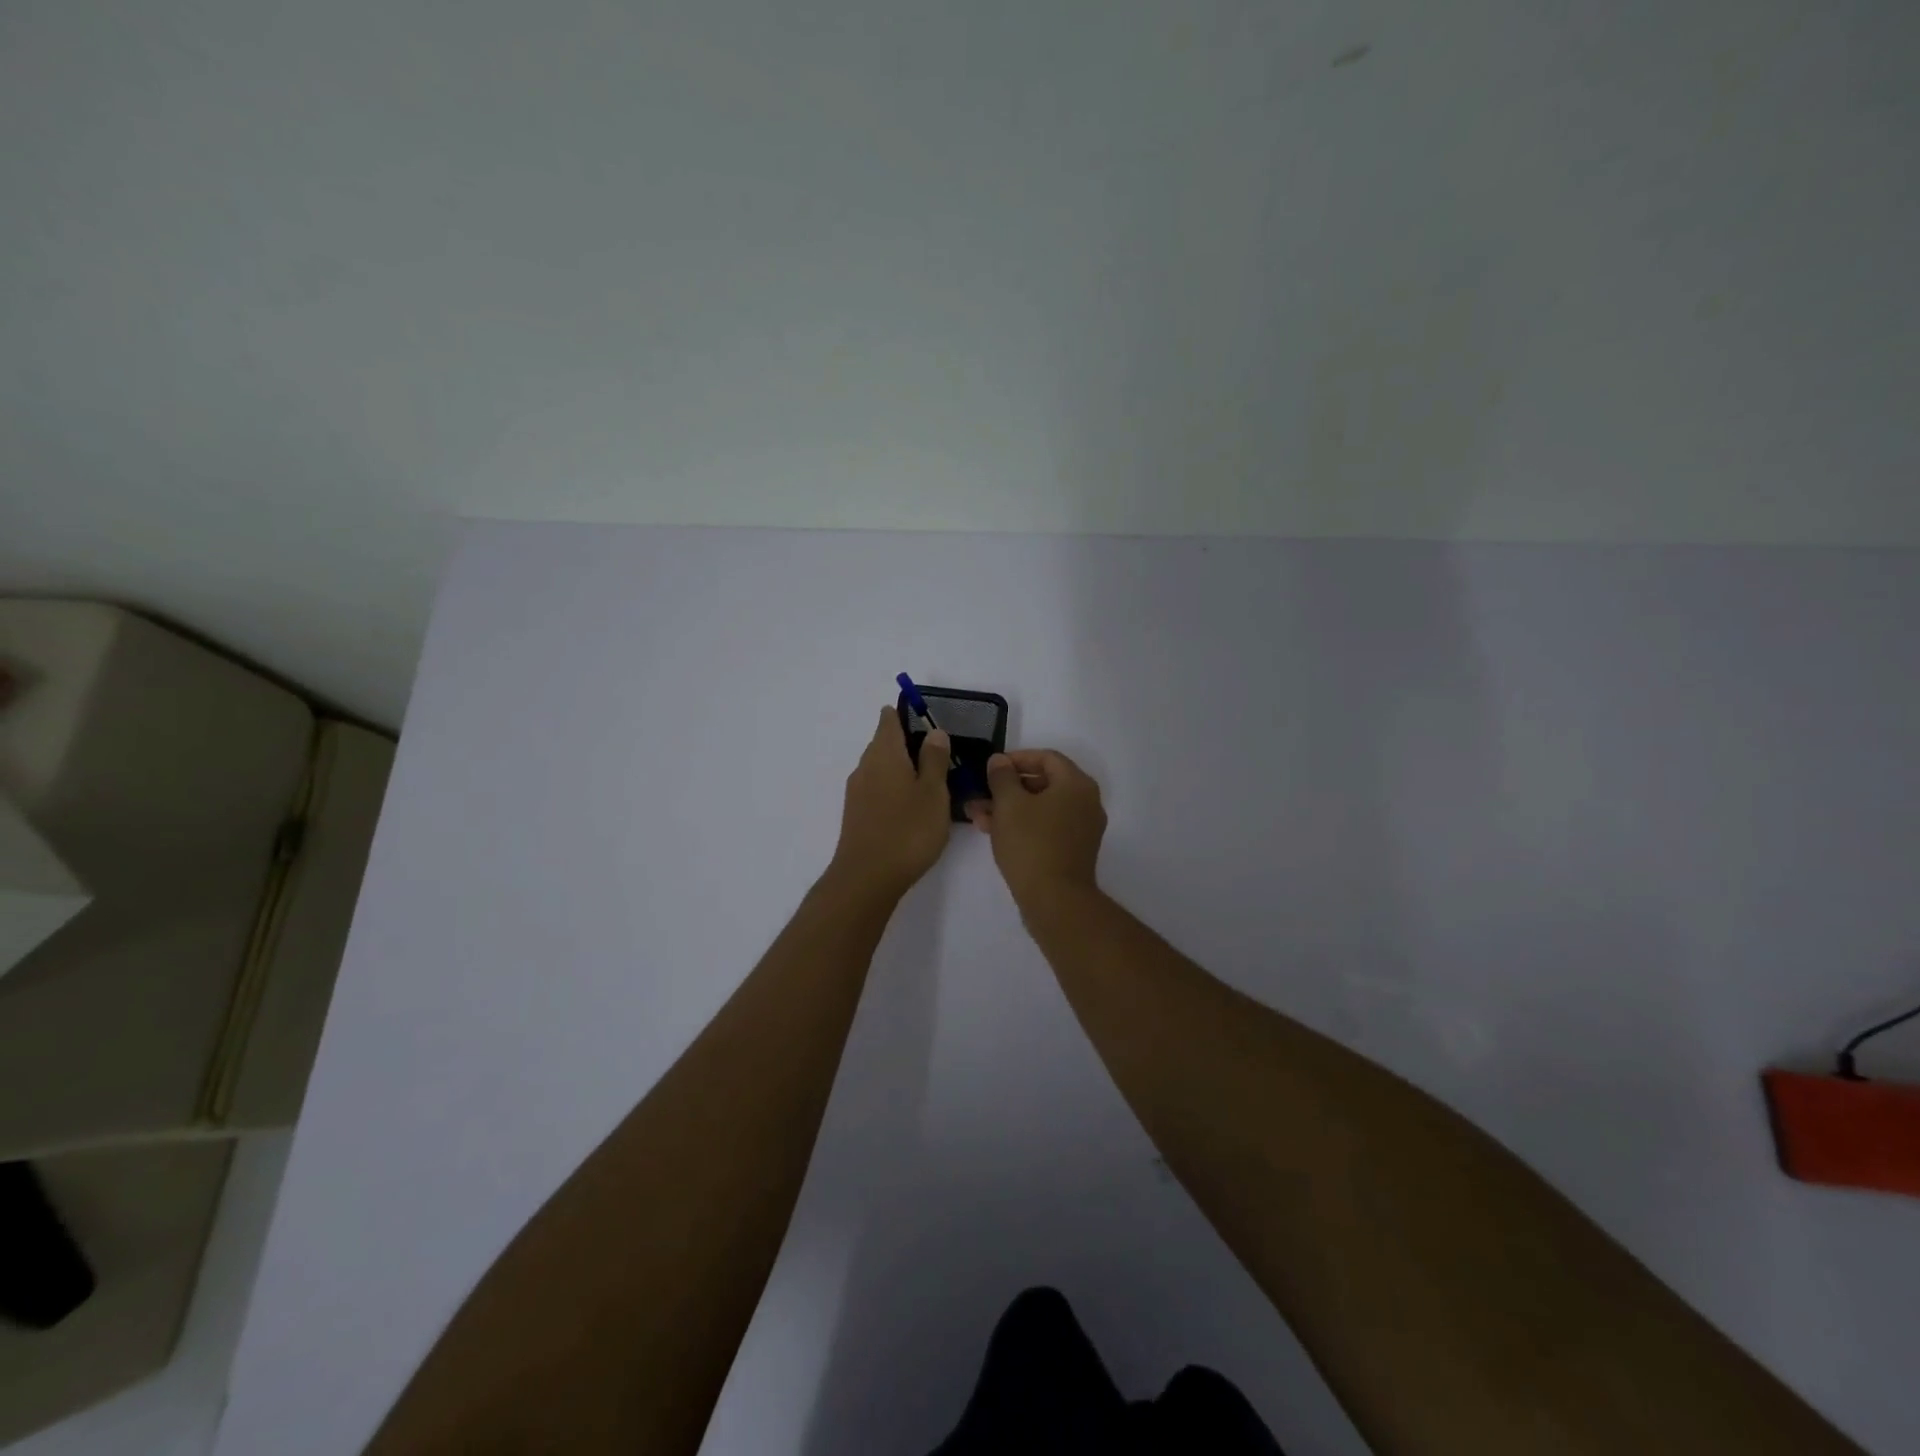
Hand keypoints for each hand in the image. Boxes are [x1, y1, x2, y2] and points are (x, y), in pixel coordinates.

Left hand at [828, 707, 953, 899]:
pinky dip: (892, 788)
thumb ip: (934, 760)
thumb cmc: (908, 830)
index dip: (906, 715)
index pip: (889, 720)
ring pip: (880, 767)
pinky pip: (876, 788)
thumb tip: (934, 732)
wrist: (867, 877)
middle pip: (884, 743)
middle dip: (907, 743)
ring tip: (929, 782)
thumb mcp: (933, 792)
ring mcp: (857, 791)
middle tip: (938, 755)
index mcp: (885, 754)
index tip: (928, 722)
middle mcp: (866, 766)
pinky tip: (910, 806)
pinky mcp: (856, 813)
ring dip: (901, 768)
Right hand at [966, 749, 1106, 907]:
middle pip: (1043, 783)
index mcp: (1076, 784)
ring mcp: (1081, 828)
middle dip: (1007, 787)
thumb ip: (1002, 777)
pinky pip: (1045, 827)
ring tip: (977, 815)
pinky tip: (993, 832)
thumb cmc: (1031, 844)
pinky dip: (1022, 825)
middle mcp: (1085, 802)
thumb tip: (999, 761)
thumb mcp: (1009, 804)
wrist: (1055, 900)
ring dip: (1009, 808)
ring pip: (1041, 808)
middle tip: (980, 793)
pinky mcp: (1072, 850)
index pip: (1047, 757)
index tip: (991, 767)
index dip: (1016, 758)